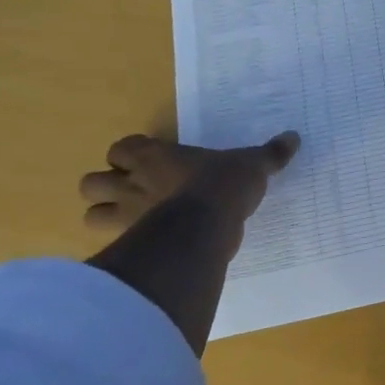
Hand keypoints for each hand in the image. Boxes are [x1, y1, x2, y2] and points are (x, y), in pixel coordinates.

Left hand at [79, 132, 299, 262]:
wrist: (207, 226)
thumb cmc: (223, 185)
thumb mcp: (253, 165)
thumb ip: (270, 153)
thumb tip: (294, 137)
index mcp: (154, 156)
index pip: (121, 148)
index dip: (130, 154)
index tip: (150, 160)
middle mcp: (132, 183)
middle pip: (92, 183)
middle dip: (107, 187)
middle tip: (135, 192)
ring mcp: (126, 216)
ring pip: (90, 215)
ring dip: (106, 216)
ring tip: (133, 221)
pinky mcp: (132, 245)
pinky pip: (113, 246)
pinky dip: (123, 246)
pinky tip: (145, 247)